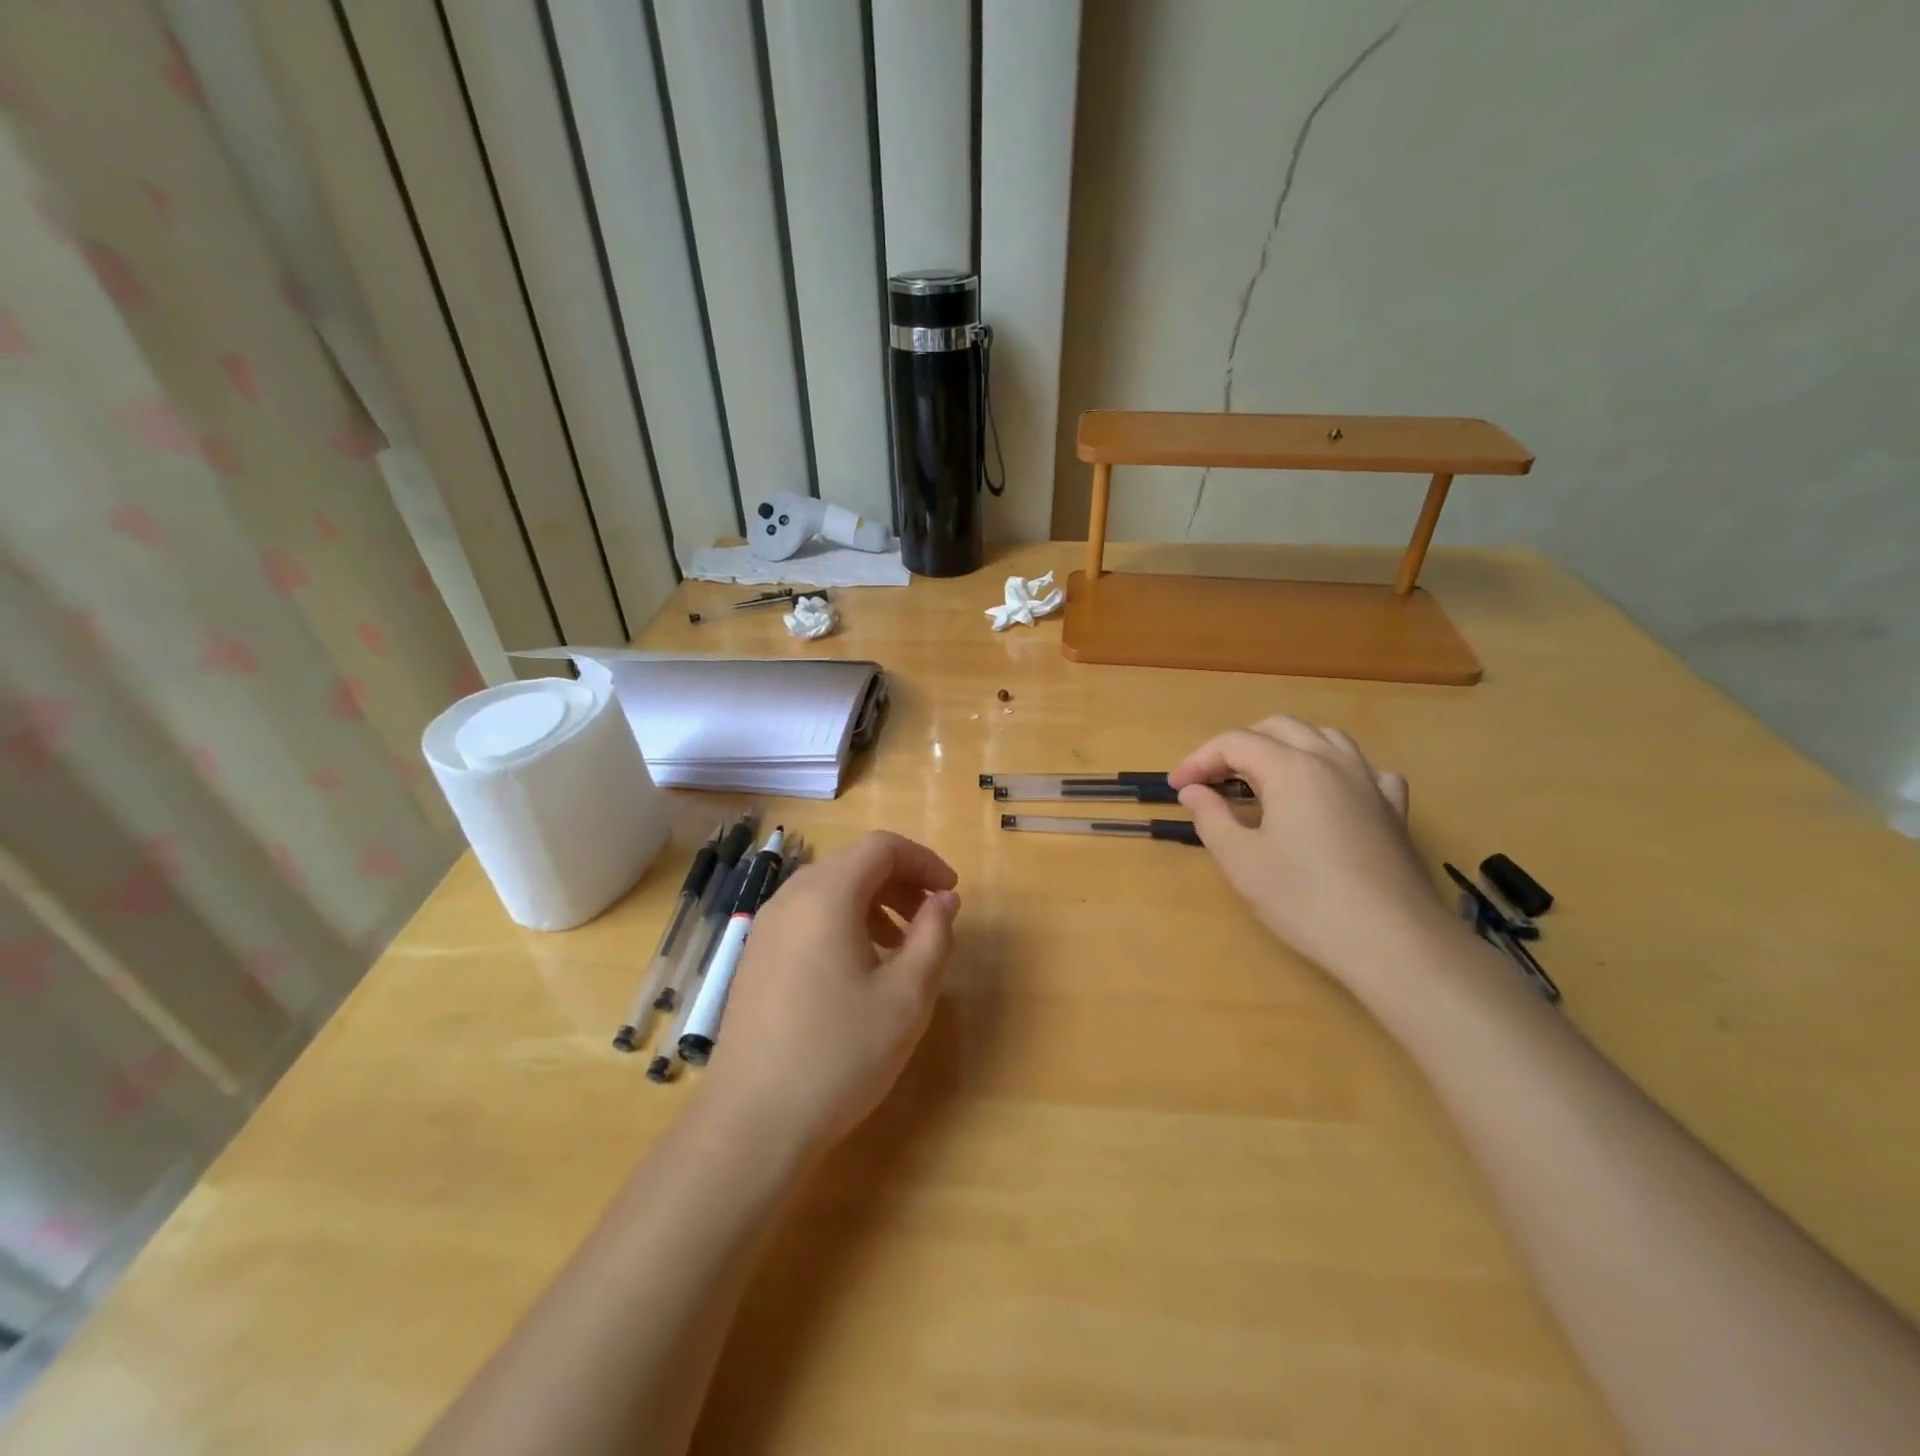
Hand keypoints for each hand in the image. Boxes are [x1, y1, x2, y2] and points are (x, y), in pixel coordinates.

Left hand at [701, 831, 960, 1158]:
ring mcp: (766, 928)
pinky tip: (859, 969)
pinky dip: (843, 923)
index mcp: (826, 895)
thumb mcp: (906, 996)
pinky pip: (807, 917)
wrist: (752, 1123)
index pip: (881, 847)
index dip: (923, 860)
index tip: (951, 893)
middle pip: (852, 863)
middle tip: (931, 918)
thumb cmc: (840, 1054)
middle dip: (900, 881)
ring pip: (829, 890)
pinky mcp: (756, 957)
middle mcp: (790, 898)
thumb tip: (944, 899)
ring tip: (900, 946)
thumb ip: (933, 936)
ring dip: (873, 902)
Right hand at [1169, 716, 1455, 993]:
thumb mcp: (1241, 860)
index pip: (1234, 742)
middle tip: (1213, 779)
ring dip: (1287, 747)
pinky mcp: (1393, 810)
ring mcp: (1369, 782)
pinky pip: (1365, 770)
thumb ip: (1211, 817)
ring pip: (1324, 738)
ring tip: (1265, 778)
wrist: (1393, 942)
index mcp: (1290, 768)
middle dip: (1239, 745)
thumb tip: (1194, 791)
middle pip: (1279, 727)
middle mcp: (1331, 761)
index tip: (1177, 787)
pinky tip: (1331, 794)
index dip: (1199, 759)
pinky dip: (1338, 771)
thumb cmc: (1305, 899)